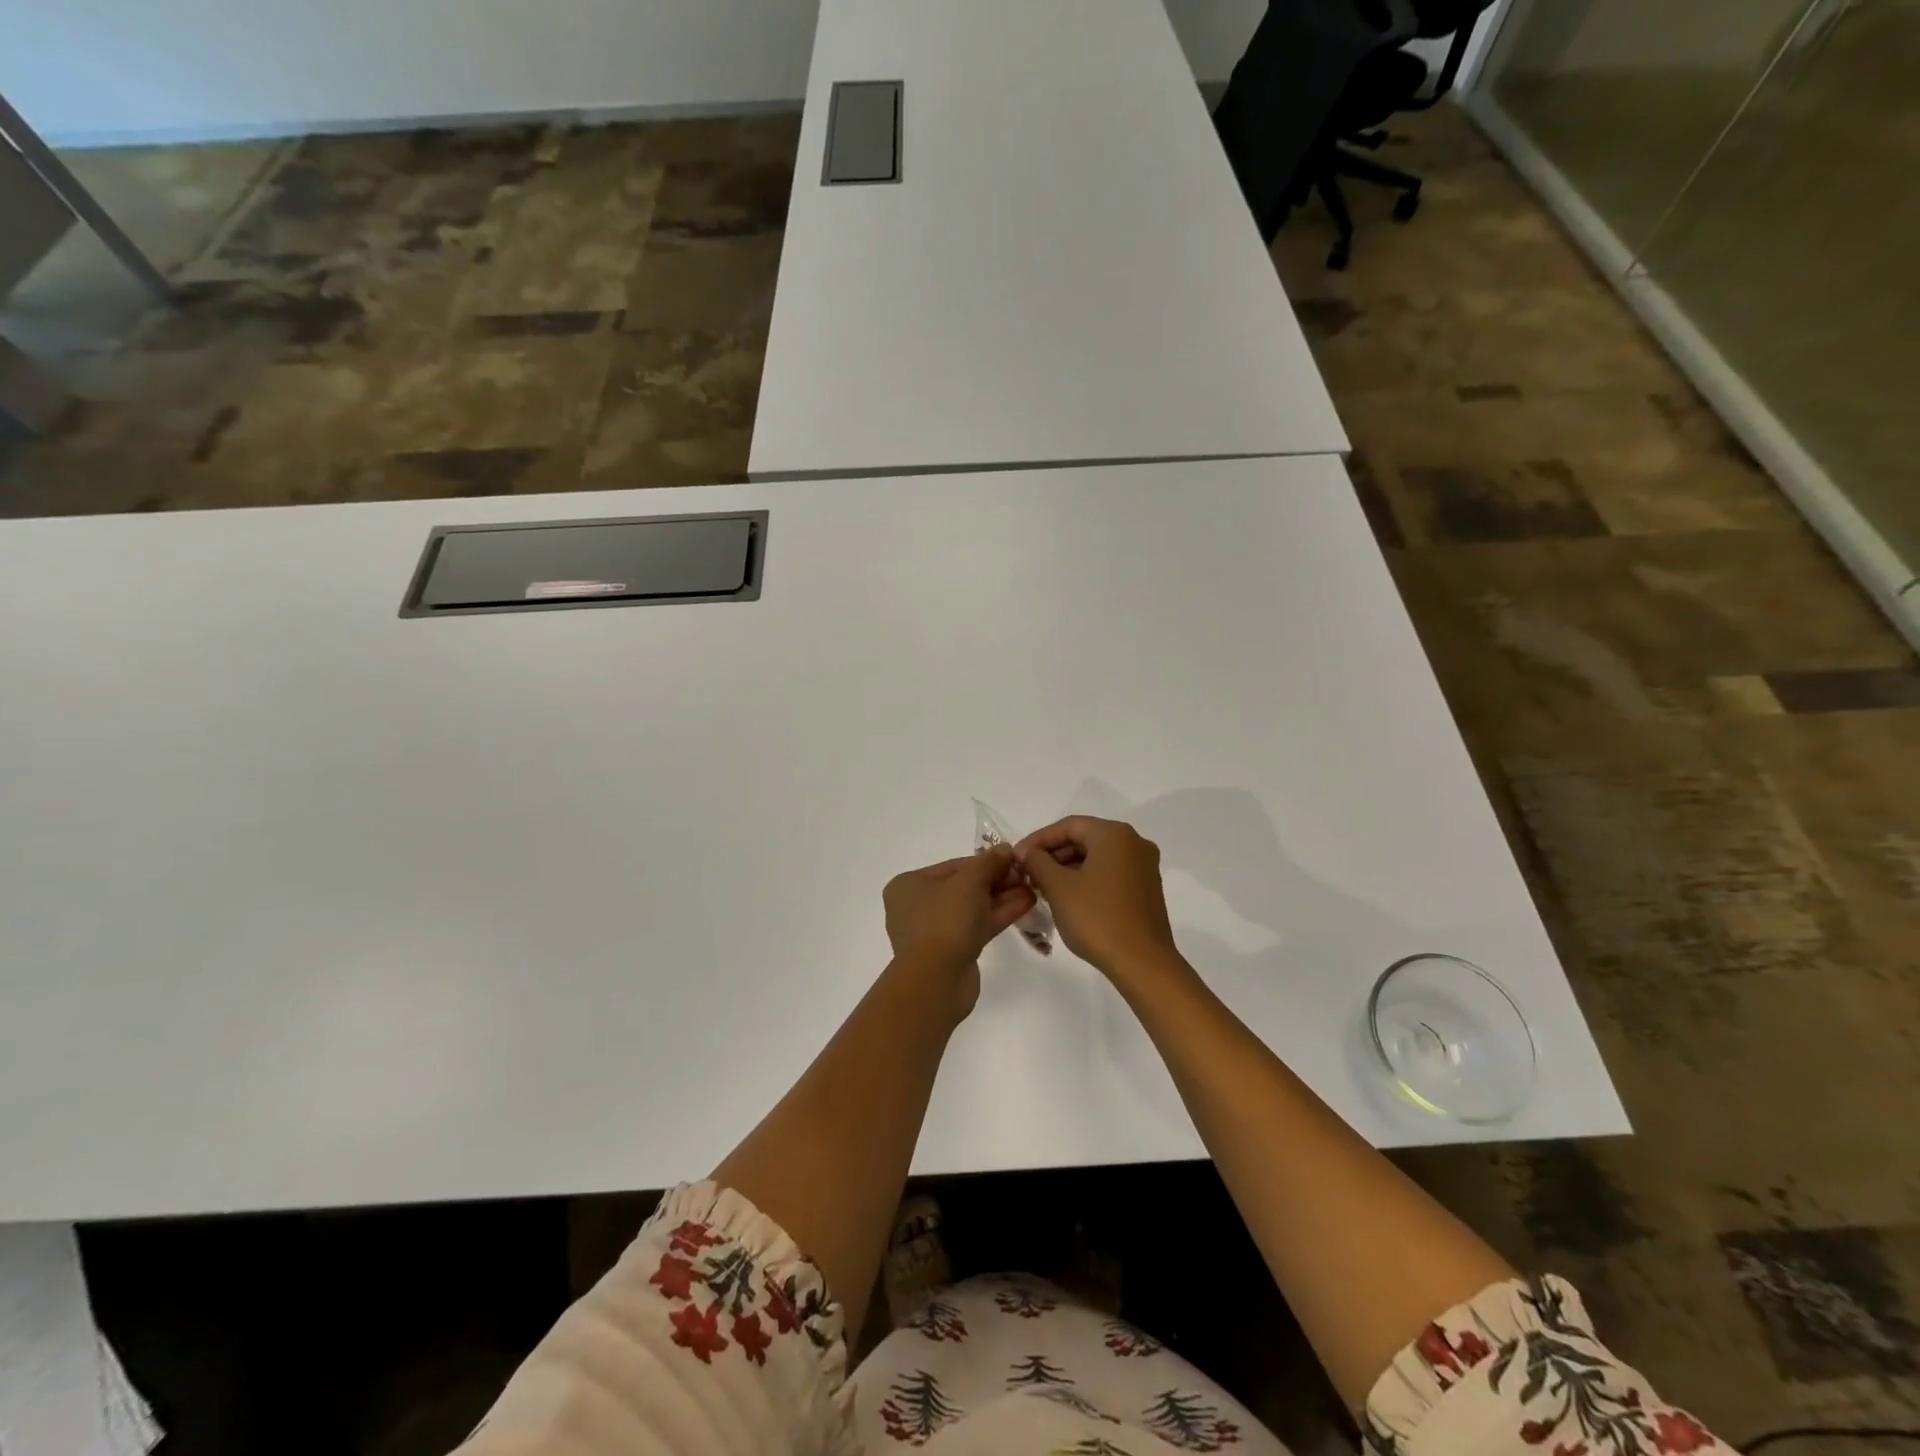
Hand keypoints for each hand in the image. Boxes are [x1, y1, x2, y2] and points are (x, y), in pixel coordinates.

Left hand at [884, 845, 1037, 988]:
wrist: (937, 979)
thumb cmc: (946, 920)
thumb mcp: (970, 881)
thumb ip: (989, 862)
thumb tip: (1005, 849)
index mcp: (910, 884)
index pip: (954, 866)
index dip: (986, 861)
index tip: (1013, 859)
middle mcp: (917, 906)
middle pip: (964, 887)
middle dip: (997, 881)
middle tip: (1026, 875)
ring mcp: (934, 931)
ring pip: (972, 908)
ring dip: (1001, 897)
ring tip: (1032, 888)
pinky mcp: (951, 952)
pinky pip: (976, 926)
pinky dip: (997, 915)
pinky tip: (1025, 904)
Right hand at [1014, 817, 1182, 984]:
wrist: (1142, 963)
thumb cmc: (1097, 918)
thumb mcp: (1058, 887)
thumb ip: (1037, 862)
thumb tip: (1027, 852)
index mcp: (1114, 834)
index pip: (1068, 825)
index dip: (1038, 840)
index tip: (1017, 857)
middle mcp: (1134, 843)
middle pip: (1084, 839)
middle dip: (1053, 854)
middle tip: (1028, 873)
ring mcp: (1144, 866)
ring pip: (1097, 857)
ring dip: (1068, 868)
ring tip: (1042, 886)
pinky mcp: (1146, 889)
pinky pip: (1110, 873)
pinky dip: (1087, 879)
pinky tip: (1067, 897)